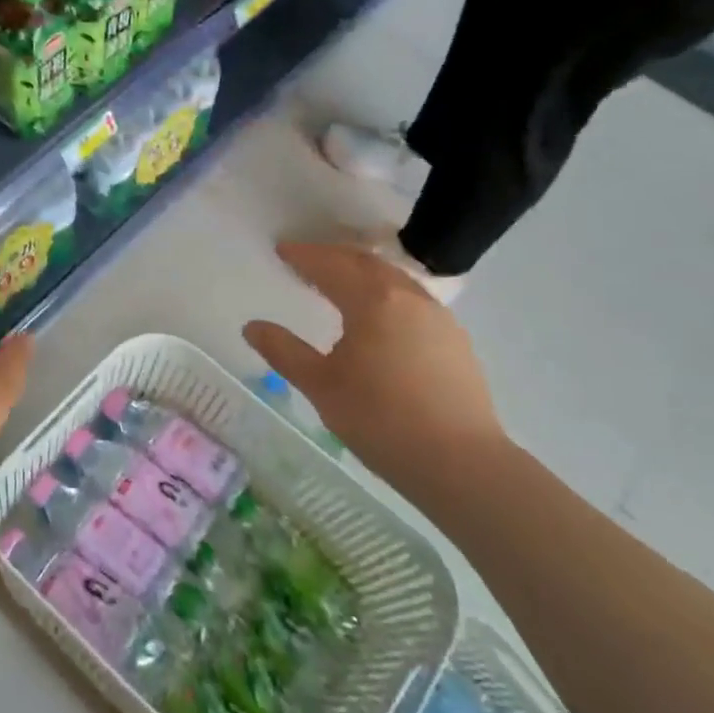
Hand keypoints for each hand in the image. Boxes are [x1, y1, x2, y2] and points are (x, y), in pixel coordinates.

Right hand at [243, 241, 506, 501]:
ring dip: (363, 272)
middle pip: (366, 263)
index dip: (304, 256)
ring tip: (340, 282)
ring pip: (394, 279)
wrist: (461, 463)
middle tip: (307, 260)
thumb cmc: (381, 421)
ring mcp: (438, 317)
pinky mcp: (456, 340)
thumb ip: (284, 351)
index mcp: (374, 301)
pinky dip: (386, 293)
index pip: (332, 266)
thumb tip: (252, 326)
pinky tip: (380, 316)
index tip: (282, 250)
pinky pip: (413, 300)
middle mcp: (409, 297)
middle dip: (334, 257)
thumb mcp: (322, 386)